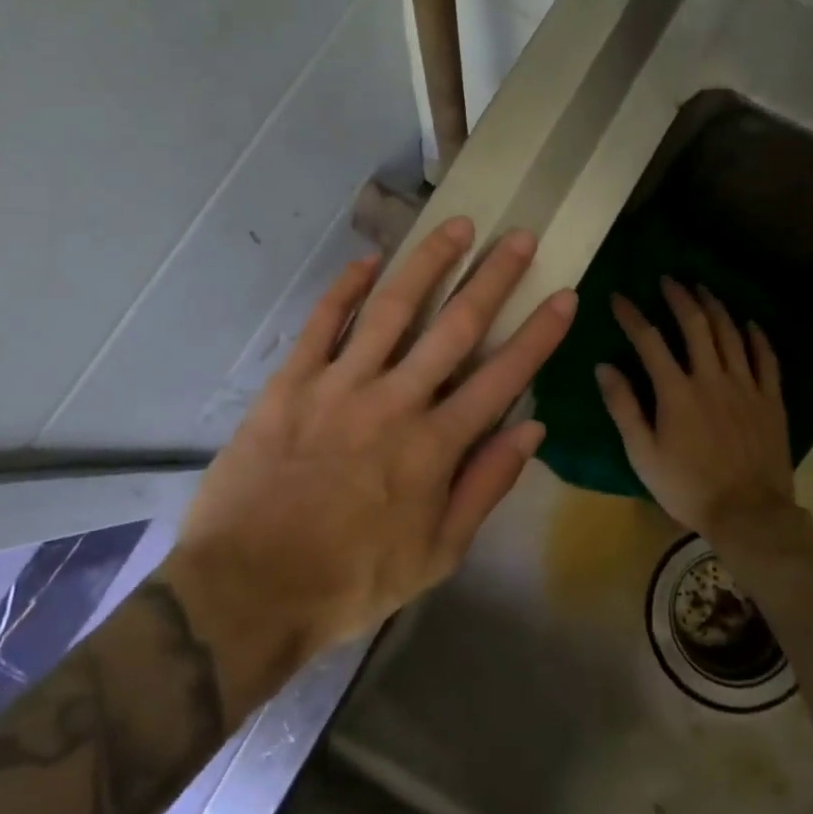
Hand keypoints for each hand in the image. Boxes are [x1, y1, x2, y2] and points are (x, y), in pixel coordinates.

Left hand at [162, 217, 575, 713]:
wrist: (249, 587)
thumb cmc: (351, 579)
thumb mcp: (437, 553)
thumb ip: (485, 486)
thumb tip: (531, 429)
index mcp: (435, 446)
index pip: (502, 377)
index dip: (538, 334)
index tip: (563, 294)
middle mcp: (395, 400)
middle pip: (455, 327)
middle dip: (493, 278)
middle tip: (518, 237)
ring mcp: (340, 384)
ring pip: (393, 308)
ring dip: (428, 264)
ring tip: (455, 227)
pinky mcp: (291, 381)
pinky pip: (323, 321)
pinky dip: (346, 287)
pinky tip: (369, 260)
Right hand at [596, 278, 796, 546]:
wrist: (750, 515)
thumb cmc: (687, 487)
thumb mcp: (642, 453)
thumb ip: (623, 407)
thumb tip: (603, 367)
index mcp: (677, 391)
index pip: (649, 340)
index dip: (632, 315)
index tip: (618, 297)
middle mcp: (712, 378)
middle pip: (696, 325)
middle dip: (679, 297)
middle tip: (668, 280)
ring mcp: (746, 386)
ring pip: (731, 333)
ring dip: (715, 307)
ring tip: (702, 289)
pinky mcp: (771, 400)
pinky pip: (766, 358)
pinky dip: (757, 336)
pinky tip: (749, 322)